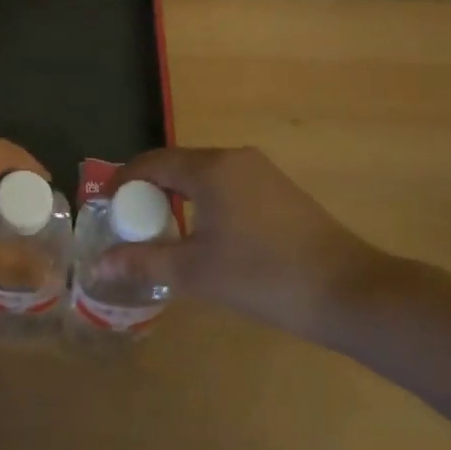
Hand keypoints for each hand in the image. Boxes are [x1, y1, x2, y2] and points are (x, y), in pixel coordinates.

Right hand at [102, 146, 392, 342]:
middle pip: (176, 165)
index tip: (105, 208)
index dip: (122, 182)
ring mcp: (261, 172)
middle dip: (148, 191)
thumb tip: (100, 263)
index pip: (151, 162)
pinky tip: (207, 236)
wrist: (350, 291)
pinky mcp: (280, 190)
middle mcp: (234, 158)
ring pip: (204, 176)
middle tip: (131, 224)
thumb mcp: (197, 272)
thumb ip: (144, 262)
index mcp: (210, 168)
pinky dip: (205, 202)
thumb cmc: (264, 276)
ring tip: (164, 231)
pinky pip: (228, 186)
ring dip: (177, 197)